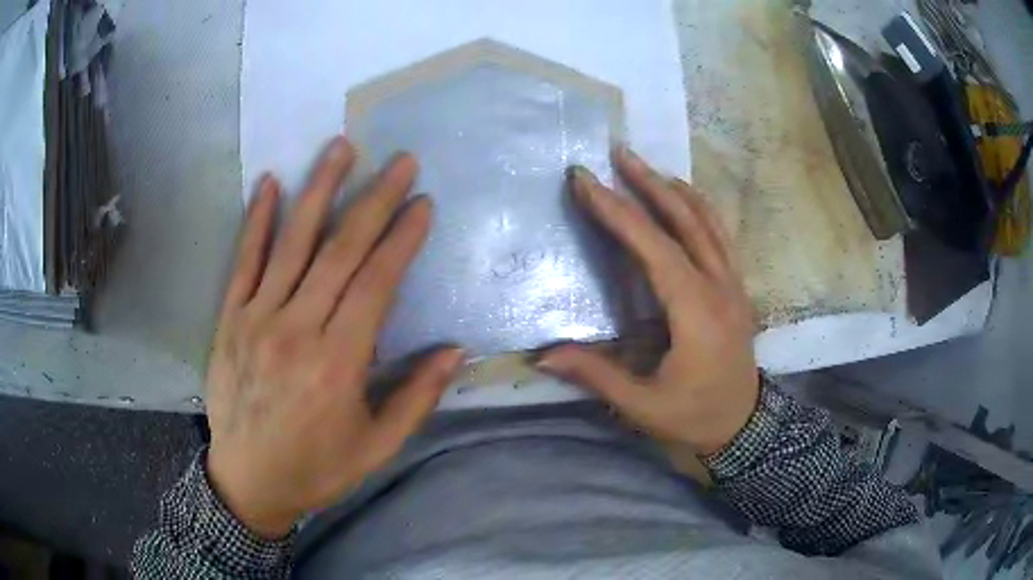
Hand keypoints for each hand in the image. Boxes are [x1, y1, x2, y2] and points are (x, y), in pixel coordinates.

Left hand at [205, 137, 462, 537]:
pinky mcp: (229, 319)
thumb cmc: (316, 468)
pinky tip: (269, 182)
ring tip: (341, 148)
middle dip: (374, 200)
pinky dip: (256, 220)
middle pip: (340, 251)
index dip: (402, 239)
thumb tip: (455, 352)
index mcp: (338, 364)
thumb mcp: (376, 447)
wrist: (247, 482)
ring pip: (292, 243)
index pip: (376, 283)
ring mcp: (256, 319)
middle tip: (399, 162)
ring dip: (319, 190)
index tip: (423, 204)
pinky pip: (243, 261)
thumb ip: (416, 399)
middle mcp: (297, 329)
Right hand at [538, 147, 758, 456]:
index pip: (653, 248)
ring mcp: (734, 285)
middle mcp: (720, 287)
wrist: (745, 428)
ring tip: (647, 168)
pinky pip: (720, 236)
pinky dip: (700, 209)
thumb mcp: (643, 406)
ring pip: (709, 222)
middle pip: (685, 221)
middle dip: (648, 184)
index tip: (586, 181)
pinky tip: (683, 200)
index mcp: (696, 313)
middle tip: (619, 153)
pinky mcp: (738, 289)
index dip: (617, 212)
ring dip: (676, 190)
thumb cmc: (694, 418)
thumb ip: (596, 374)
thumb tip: (542, 355)